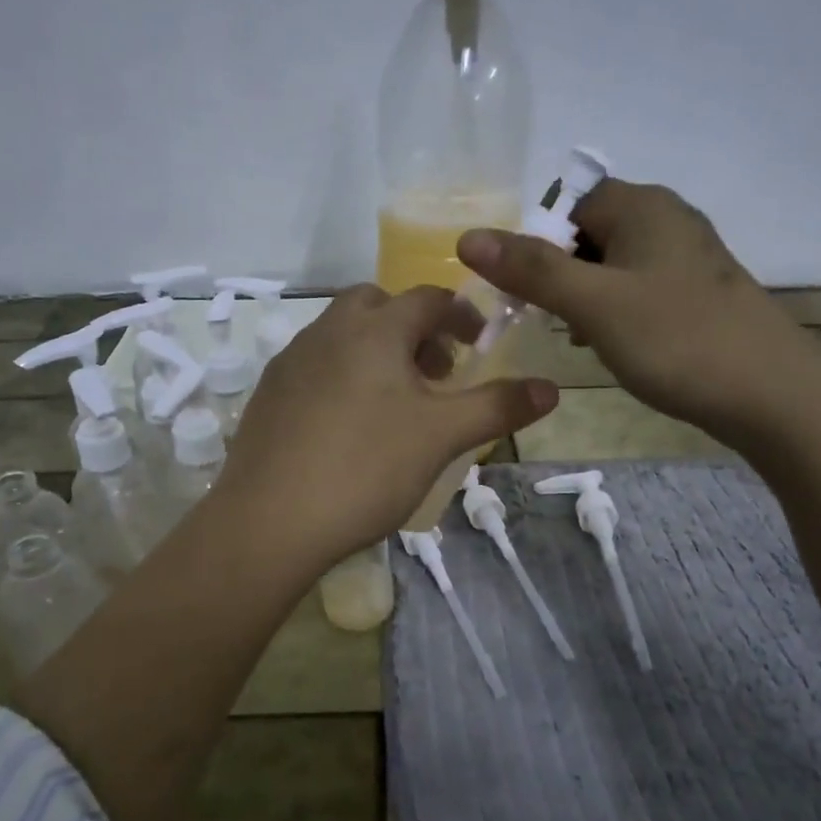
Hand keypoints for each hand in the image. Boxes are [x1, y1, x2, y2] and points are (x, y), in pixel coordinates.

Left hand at [215, 286, 557, 567]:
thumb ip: (498, 407)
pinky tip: (348, 425)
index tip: (478, 343)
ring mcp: (290, 362)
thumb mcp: (442, 437)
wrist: (269, 521)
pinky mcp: (267, 396)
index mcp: (373, 330)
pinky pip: (314, 366)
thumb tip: (552, 387)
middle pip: (376, 306)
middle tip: (434, 371)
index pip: (427, 299)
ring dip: (375, 351)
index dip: (460, 315)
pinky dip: (342, 375)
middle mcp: (327, 332)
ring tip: (395, 402)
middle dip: (412, 328)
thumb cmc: (366, 469)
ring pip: (341, 335)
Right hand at [457, 180, 820, 449]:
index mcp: (642, 206)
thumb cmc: (677, 340)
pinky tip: (614, 345)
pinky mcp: (698, 292)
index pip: (567, 203)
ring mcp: (687, 256)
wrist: (773, 395)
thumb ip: (532, 270)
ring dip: (585, 296)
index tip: (521, 292)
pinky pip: (639, 288)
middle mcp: (667, 218)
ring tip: (579, 337)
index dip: (535, 243)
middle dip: (558, 273)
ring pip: (612, 264)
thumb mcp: (594, 304)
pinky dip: (616, 311)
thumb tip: (467, 237)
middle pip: (588, 233)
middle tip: (547, 319)